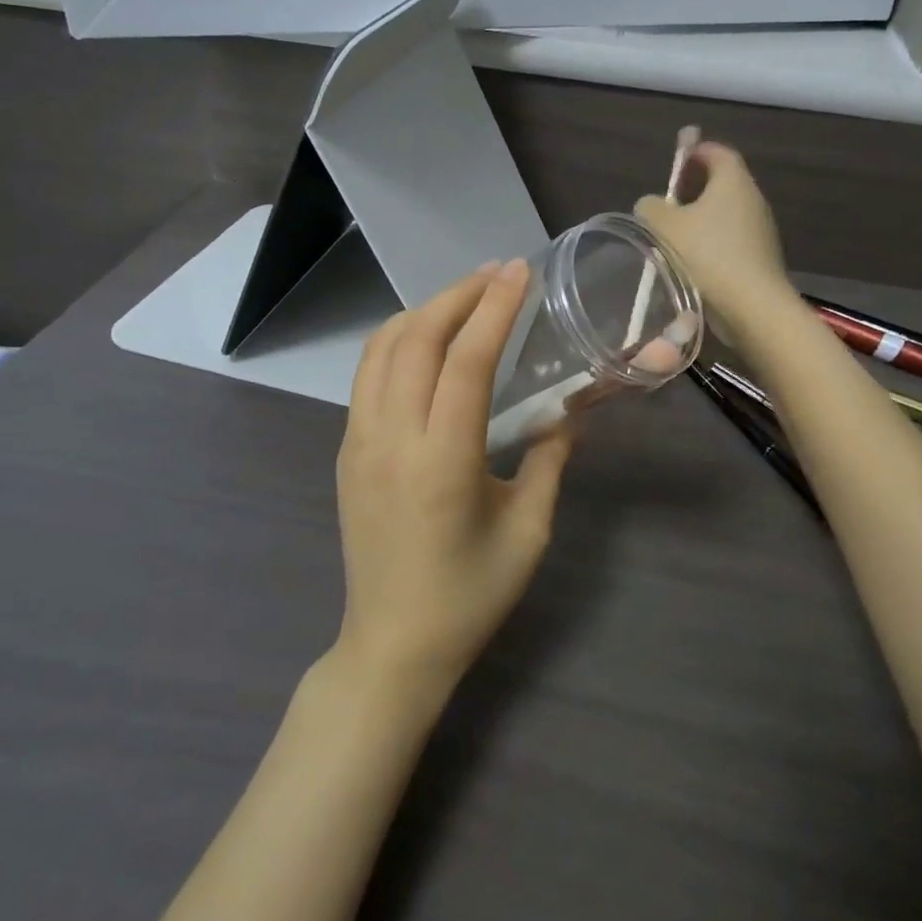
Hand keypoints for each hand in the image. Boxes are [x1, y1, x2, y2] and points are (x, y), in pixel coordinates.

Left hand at [334, 260, 571, 691]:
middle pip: (417, 339)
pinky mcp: (346, 449)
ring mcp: (359, 442)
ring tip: (466, 296)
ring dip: (425, 310)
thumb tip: (575, 406)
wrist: (391, 648)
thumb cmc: (468, 596)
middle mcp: (391, 440)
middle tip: (498, 273)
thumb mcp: (528, 530)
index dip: (495, 309)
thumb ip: (551, 458)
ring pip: (383, 348)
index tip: (520, 272)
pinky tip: (428, 338)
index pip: (466, 362)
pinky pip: (368, 373)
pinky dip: (399, 338)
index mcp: (442, 463)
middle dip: (459, 294)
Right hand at [636, 142, 792, 336]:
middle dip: (696, 187)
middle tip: (668, 202)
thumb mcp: (664, 226)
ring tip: (675, 236)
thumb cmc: (707, 255)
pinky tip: (693, 263)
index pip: (717, 152)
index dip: (695, 152)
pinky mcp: (762, 258)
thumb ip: (651, 207)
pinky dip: (714, 243)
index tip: (675, 163)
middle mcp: (753, 199)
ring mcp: (762, 230)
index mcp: (733, 181)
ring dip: (703, 219)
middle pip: (723, 182)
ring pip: (727, 214)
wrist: (752, 306)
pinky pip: (733, 240)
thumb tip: (652, 205)